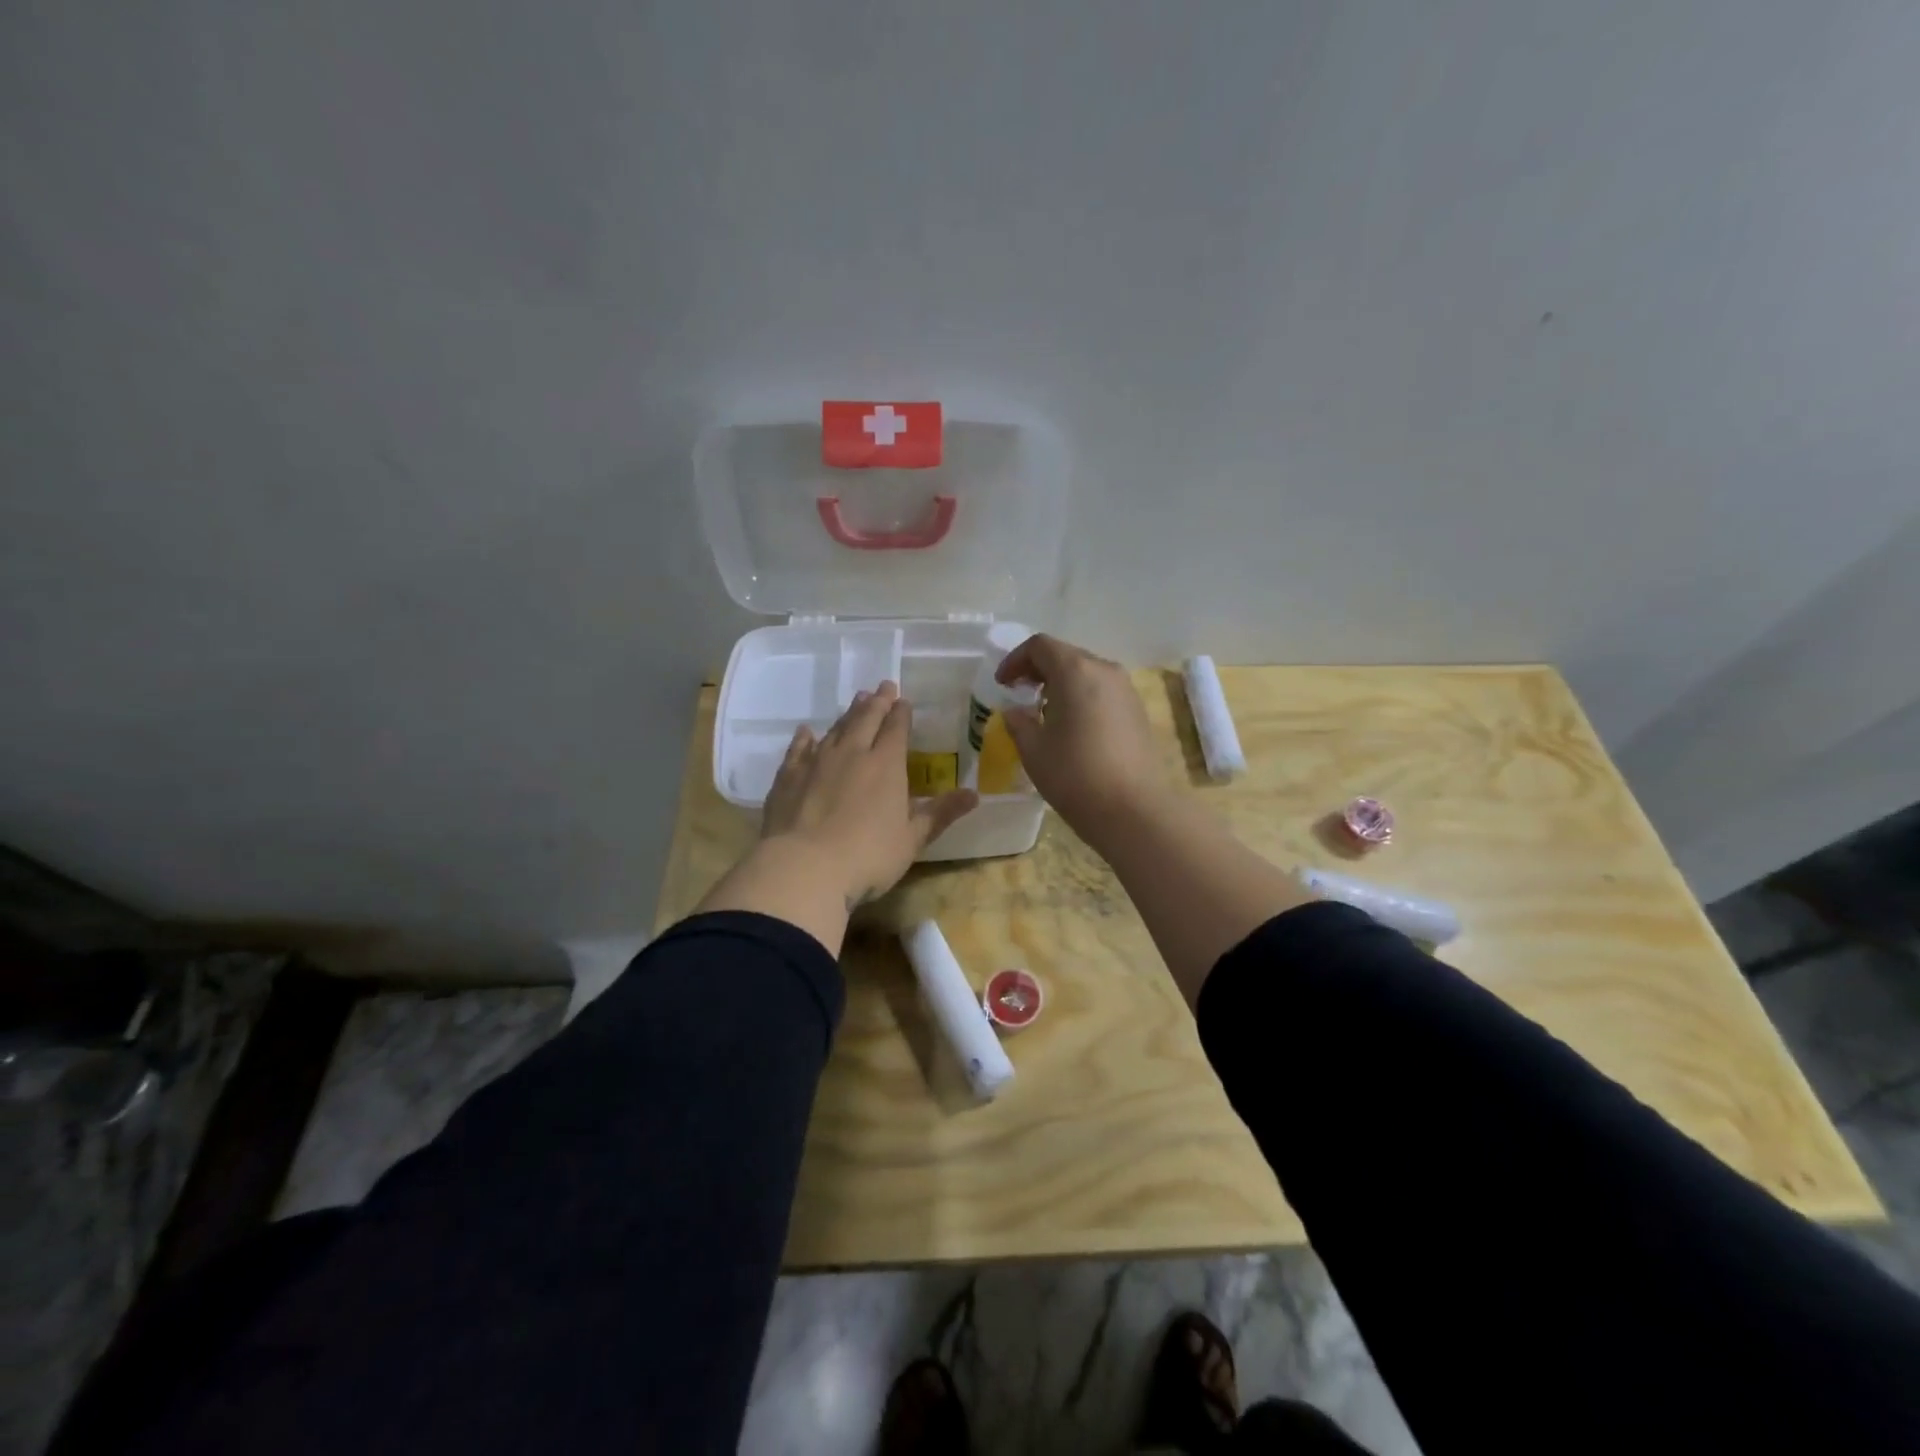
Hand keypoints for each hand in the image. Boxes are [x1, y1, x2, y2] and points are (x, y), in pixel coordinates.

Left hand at [763, 682, 977, 906]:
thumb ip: (940, 813)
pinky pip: (798, 749)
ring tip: (856, 700)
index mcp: (886, 765)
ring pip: (835, 729)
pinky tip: (807, 732)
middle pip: (866, 720)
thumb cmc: (868, 857)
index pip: (896, 729)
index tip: (903, 700)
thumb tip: (974, 794)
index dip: (901, 713)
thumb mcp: (912, 840)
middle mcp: (852, 754)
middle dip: (877, 702)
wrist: (804, 868)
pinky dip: (805, 738)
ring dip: (848, 714)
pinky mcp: (788, 777)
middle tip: (883, 686)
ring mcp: (816, 763)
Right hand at [994, 634, 1168, 839]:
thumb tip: (1015, 711)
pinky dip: (1081, 698)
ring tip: (1044, 713)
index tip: (1002, 684)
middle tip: (1019, 694)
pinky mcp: (1138, 712)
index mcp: (1075, 671)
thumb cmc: (1075, 775)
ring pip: (1086, 673)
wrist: (1133, 810)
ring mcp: (1126, 690)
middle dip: (1038, 670)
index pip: (1040, 646)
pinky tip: (1072, 728)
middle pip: (1065, 655)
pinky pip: (1102, 692)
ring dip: (1060, 685)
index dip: (1015, 660)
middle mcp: (1105, 670)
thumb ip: (1019, 722)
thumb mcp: (1033, 750)